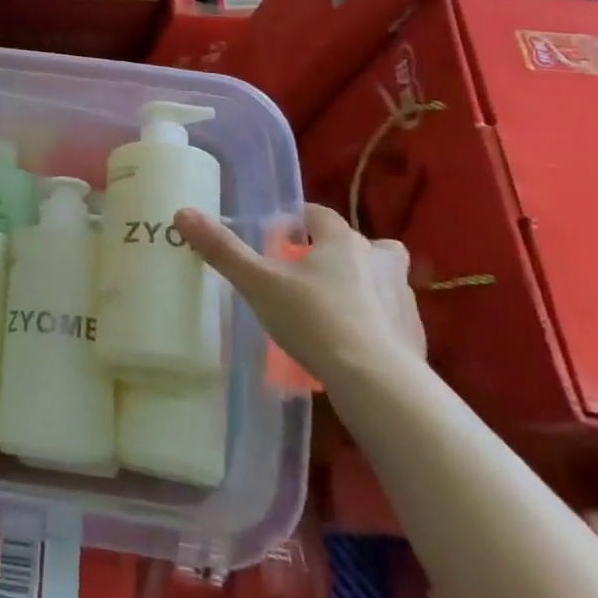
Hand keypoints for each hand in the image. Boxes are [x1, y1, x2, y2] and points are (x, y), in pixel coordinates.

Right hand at [174, 202, 424, 383]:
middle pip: (361, 244)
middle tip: (310, 271)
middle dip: (339, 251)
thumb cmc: (315, 320)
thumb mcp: (258, 283)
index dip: (298, 220)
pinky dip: (373, 323)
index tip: (278, 234)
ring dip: (362, 285)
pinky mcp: (414, 337)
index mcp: (343, 241)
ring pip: (382, 280)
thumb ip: (222, 249)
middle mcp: (379, 261)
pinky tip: (351, 345)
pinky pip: (390, 318)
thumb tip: (182, 213)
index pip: (319, 214)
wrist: (379, 385)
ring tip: (330, 308)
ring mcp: (402, 300)